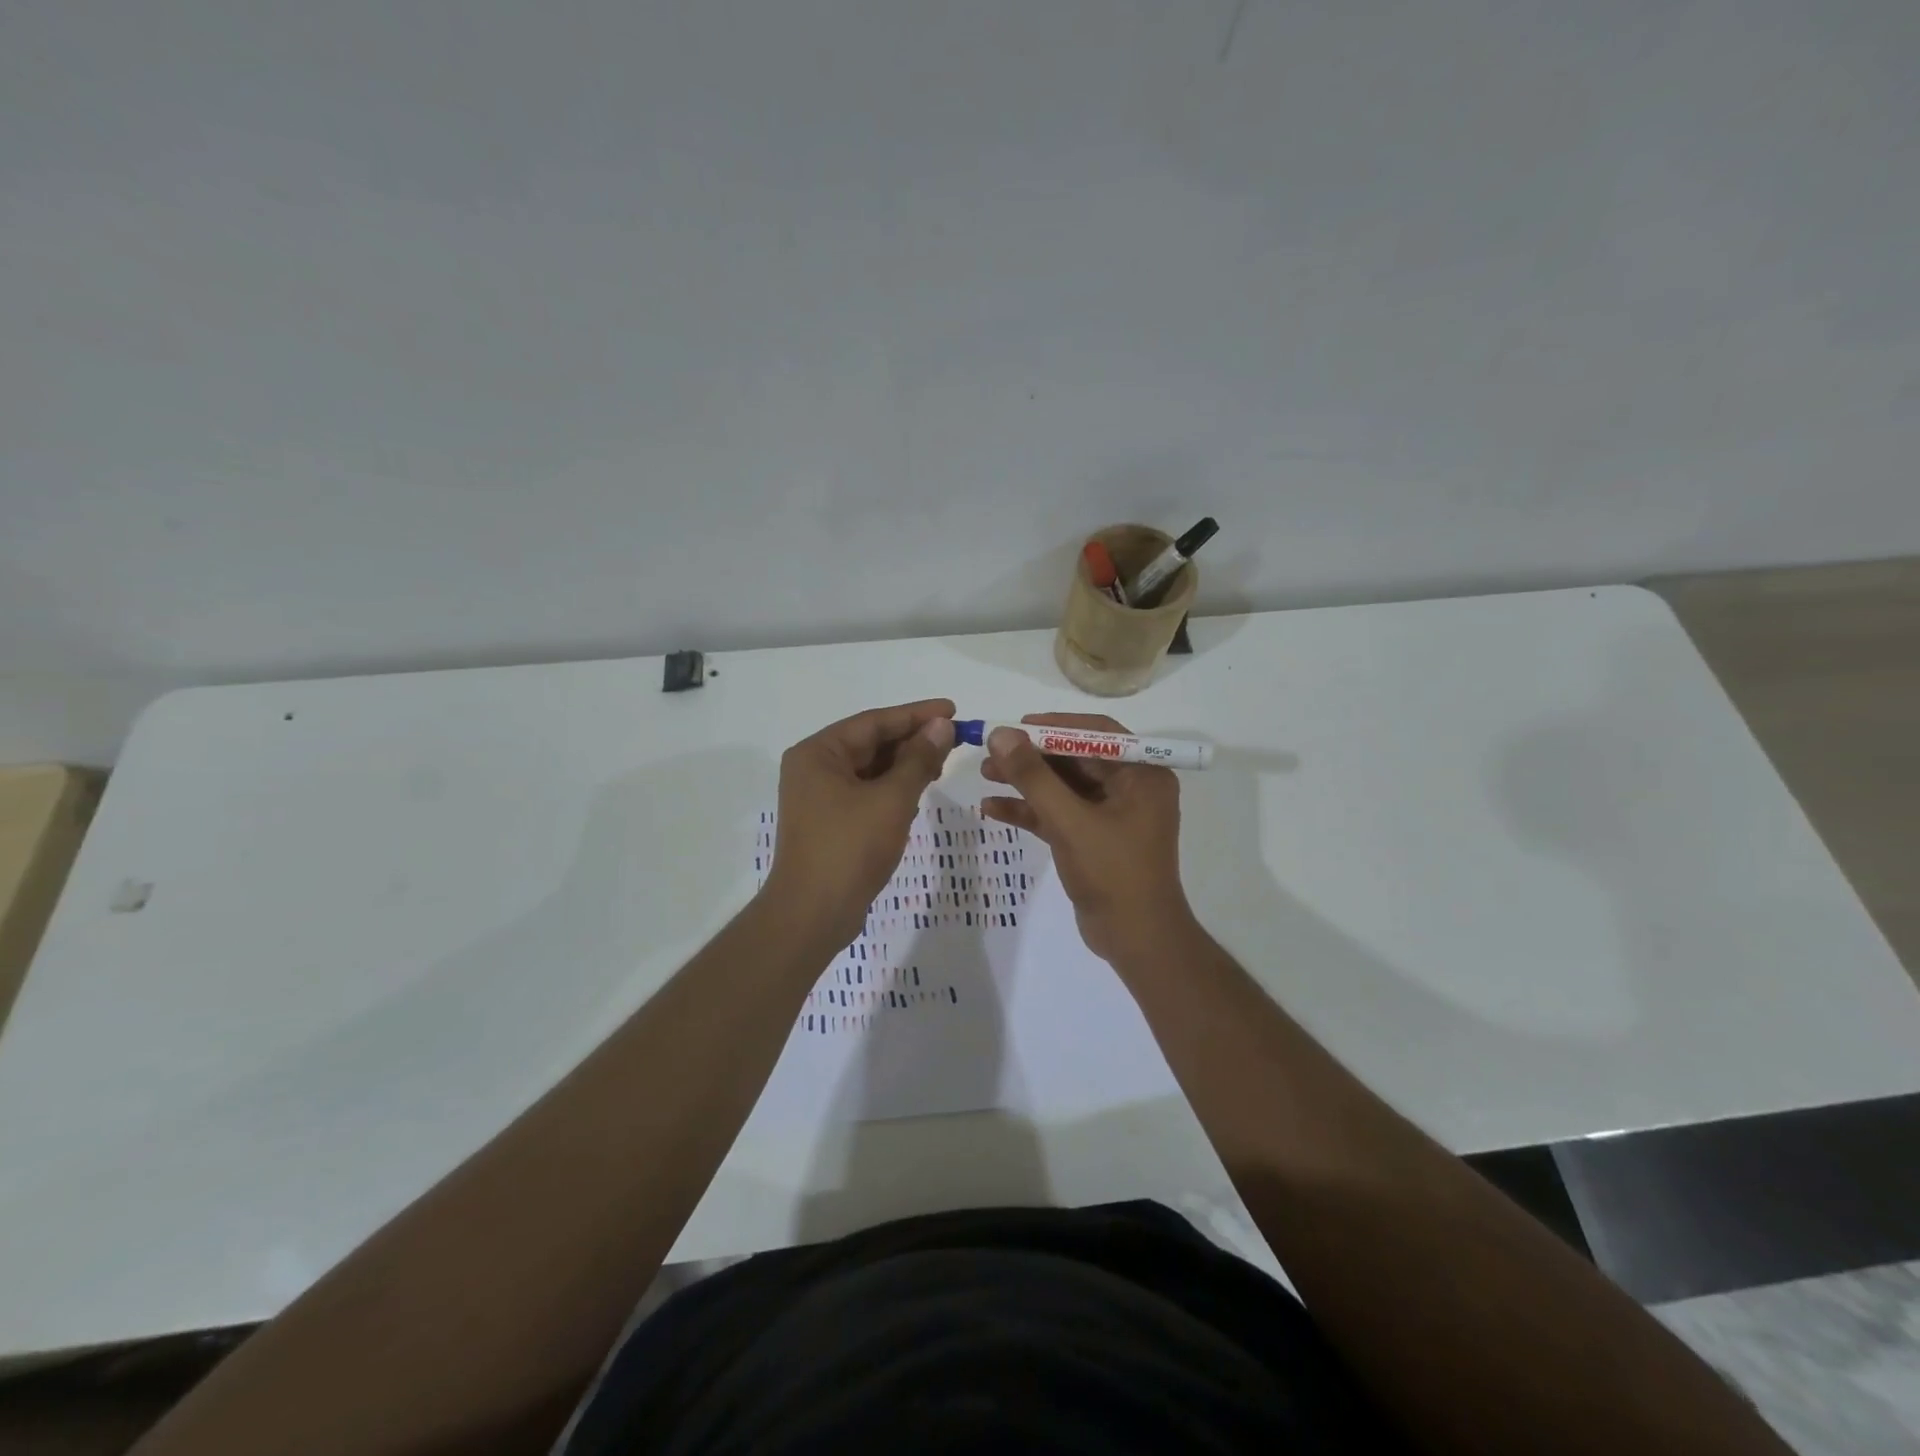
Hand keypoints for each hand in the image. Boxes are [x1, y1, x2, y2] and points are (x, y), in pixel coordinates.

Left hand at [762, 699, 956, 945]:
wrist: (813, 914)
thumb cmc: (850, 848)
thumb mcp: (892, 799)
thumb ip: (919, 759)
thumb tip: (941, 726)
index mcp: (818, 753)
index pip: (874, 721)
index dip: (916, 714)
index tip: (952, 710)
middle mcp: (813, 768)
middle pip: (870, 742)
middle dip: (912, 740)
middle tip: (954, 739)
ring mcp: (819, 797)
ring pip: (870, 769)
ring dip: (905, 765)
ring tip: (942, 763)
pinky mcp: (829, 821)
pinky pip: (865, 792)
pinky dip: (892, 788)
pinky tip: (918, 791)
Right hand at [980, 713, 1191, 961]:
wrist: (1136, 940)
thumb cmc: (1113, 873)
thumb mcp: (1070, 821)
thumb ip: (1034, 777)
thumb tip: (1001, 735)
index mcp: (1142, 774)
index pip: (1096, 734)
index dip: (1054, 726)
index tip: (1015, 726)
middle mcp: (1130, 788)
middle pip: (1074, 759)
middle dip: (1032, 756)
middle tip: (990, 752)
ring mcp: (1111, 815)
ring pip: (1063, 787)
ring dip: (1026, 782)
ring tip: (984, 775)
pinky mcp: (1093, 839)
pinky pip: (1059, 814)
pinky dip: (1030, 811)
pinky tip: (992, 809)